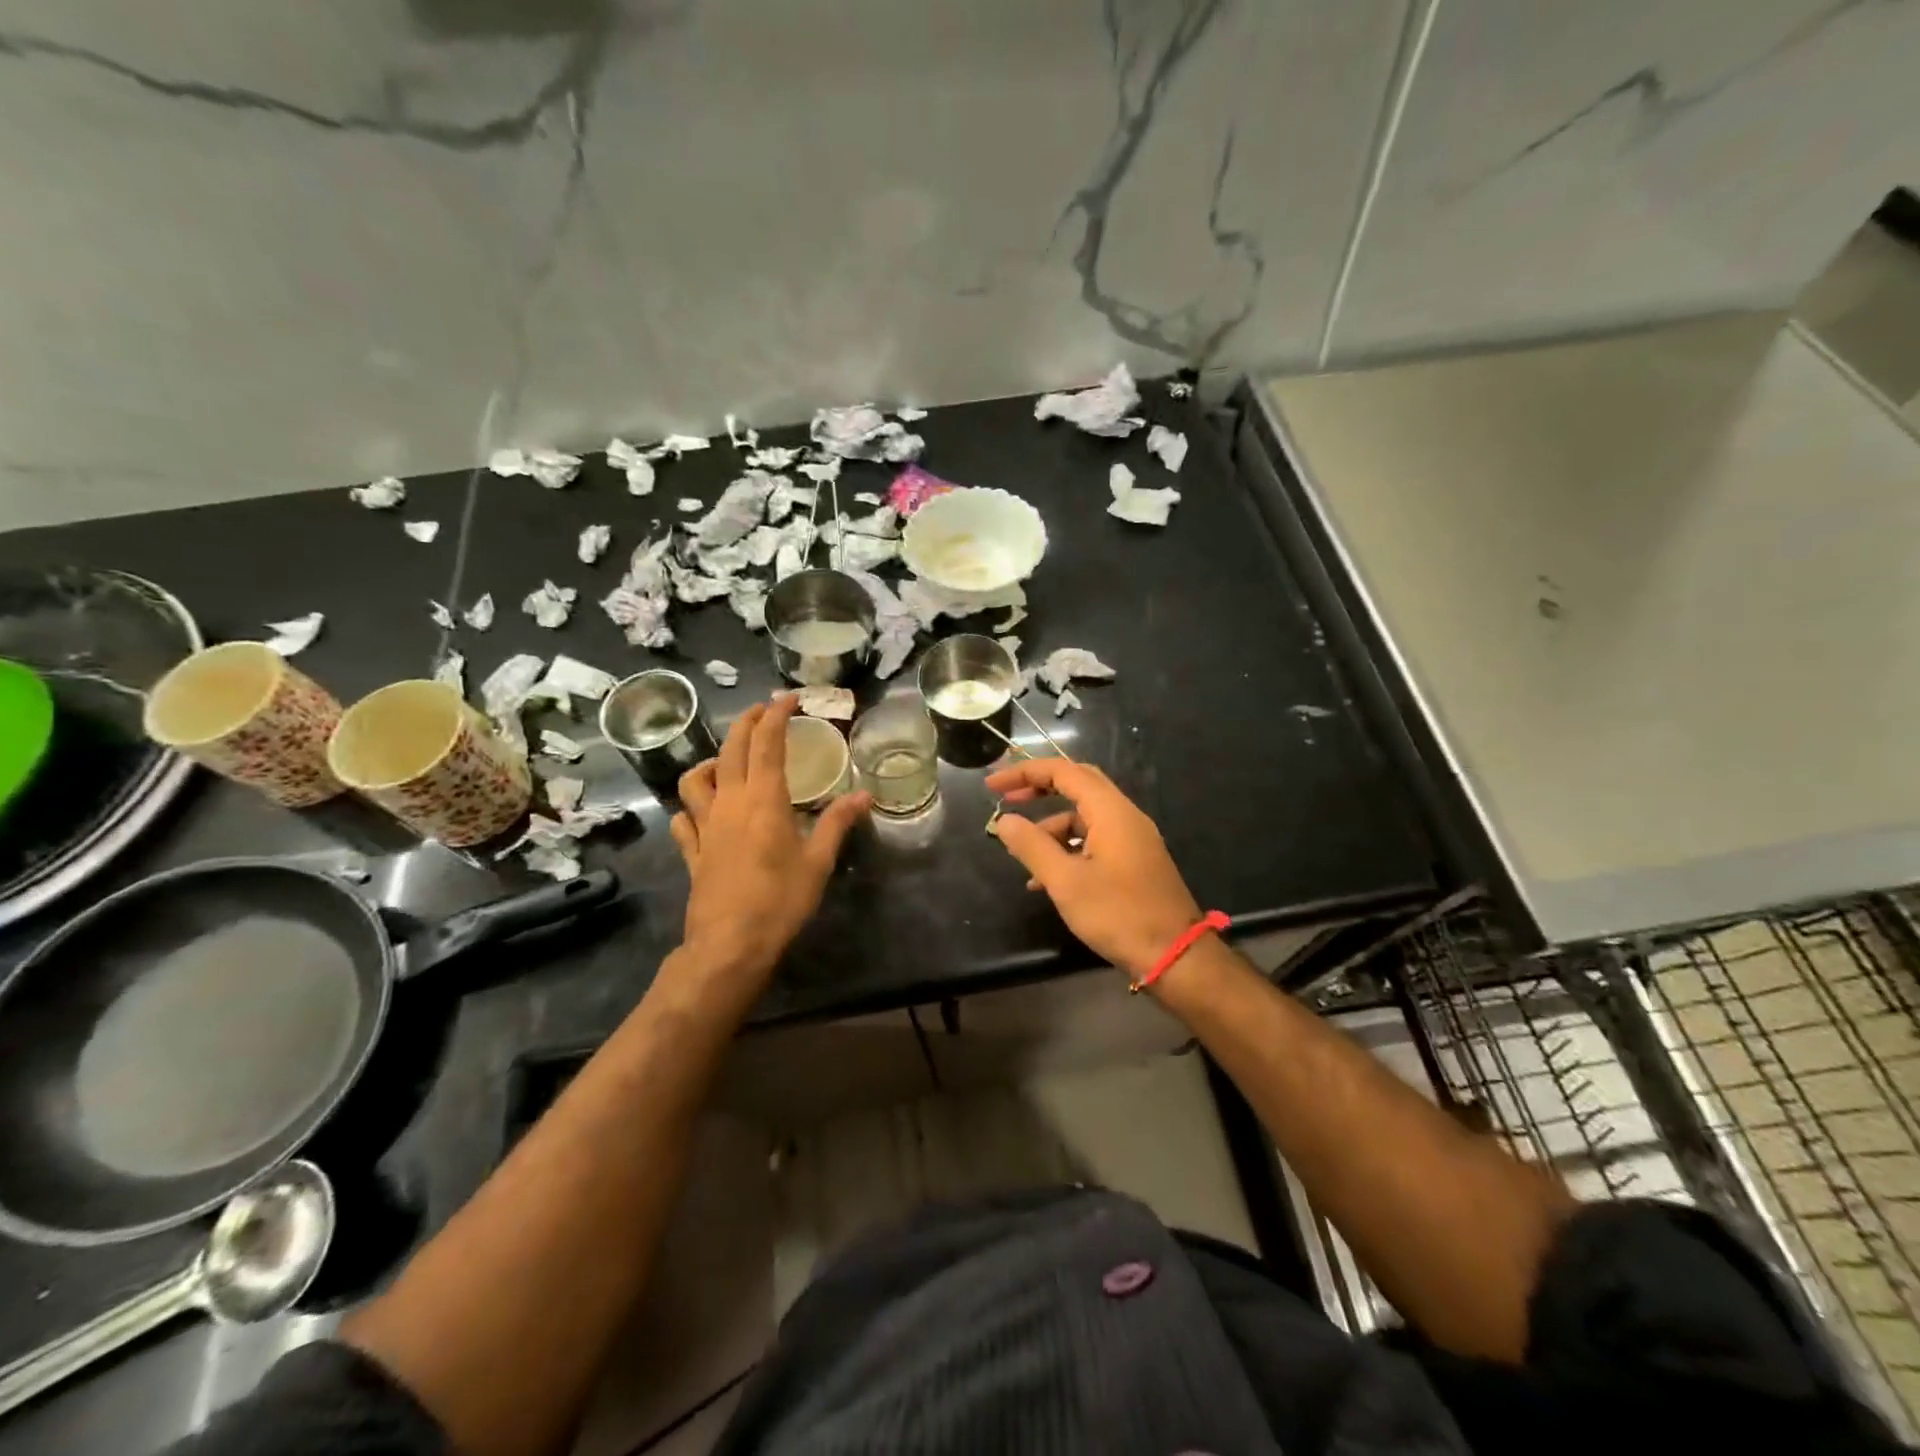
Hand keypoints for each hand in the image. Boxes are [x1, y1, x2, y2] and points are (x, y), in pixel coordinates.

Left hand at [669, 696, 869, 990]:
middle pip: (731, 749)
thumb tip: (865, 796)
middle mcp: (729, 803)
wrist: (730, 945)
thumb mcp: (818, 862)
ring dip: (712, 761)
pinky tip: (702, 813)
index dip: (776, 714)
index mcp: (763, 799)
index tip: (788, 698)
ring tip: (728, 762)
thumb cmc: (780, 900)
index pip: (766, 743)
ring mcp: (704, 827)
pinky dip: (692, 807)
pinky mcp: (692, 852)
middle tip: (763, 711)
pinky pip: (683, 819)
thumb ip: (838, 823)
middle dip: (746, 722)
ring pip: (695, 779)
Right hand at [986, 759, 1202, 982]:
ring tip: (1021, 852)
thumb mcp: (1065, 882)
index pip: (1064, 771)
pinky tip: (1045, 880)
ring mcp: (1133, 838)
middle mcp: (1125, 815)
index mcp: (1111, 811)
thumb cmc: (1118, 914)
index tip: (993, 786)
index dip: (1025, 772)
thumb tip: (1004, 821)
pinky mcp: (1135, 860)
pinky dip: (1068, 848)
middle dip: (1040, 788)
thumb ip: (1032, 846)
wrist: (1175, 956)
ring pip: (1085, 816)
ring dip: (1051, 827)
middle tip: (1008, 800)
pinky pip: (1095, 840)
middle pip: (1078, 784)